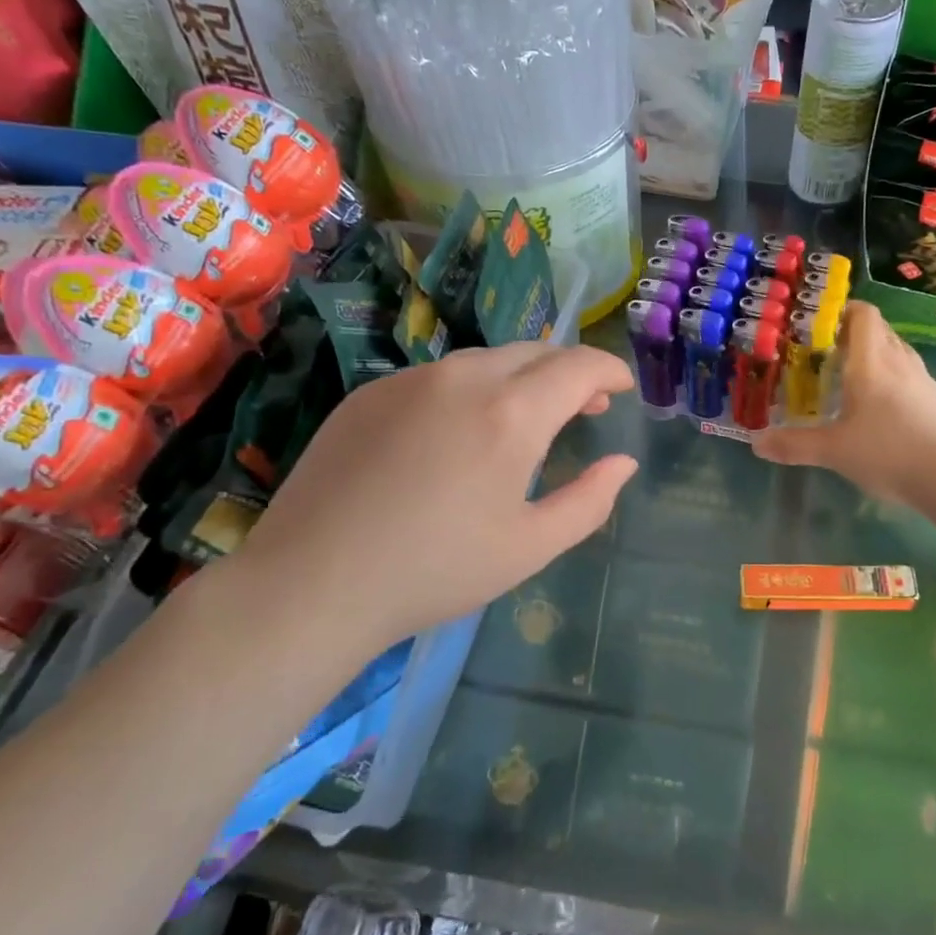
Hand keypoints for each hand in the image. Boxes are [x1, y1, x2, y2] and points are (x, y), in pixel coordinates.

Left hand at [227, 342, 637, 654]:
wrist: (313, 582)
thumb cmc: (436, 570)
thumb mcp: (531, 546)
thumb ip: (590, 500)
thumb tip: (623, 463)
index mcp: (511, 414)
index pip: (577, 366)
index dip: (608, 369)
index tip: (621, 387)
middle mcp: (463, 378)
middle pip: (535, 352)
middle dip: (569, 371)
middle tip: (585, 406)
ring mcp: (410, 380)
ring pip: (486, 360)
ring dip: (521, 378)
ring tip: (527, 417)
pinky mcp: (370, 392)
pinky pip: (439, 376)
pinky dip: (471, 389)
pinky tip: (461, 431)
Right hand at [751, 301, 935, 506]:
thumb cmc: (888, 452)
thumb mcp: (832, 451)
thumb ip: (793, 445)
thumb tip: (756, 443)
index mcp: (871, 362)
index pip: (864, 315)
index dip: (843, 309)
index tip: (819, 321)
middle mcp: (898, 362)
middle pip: (879, 330)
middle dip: (852, 333)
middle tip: (824, 351)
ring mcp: (922, 381)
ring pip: (895, 351)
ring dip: (873, 354)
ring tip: (849, 376)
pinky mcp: (935, 401)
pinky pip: (908, 374)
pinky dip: (890, 377)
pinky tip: (878, 406)